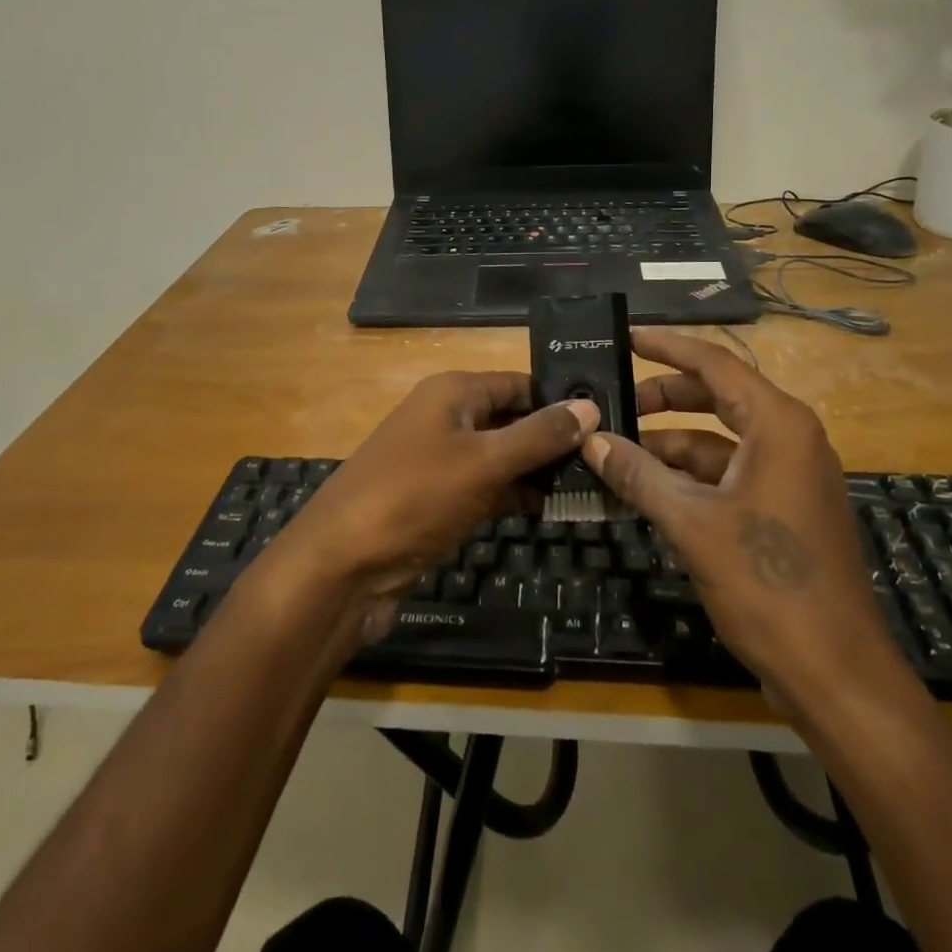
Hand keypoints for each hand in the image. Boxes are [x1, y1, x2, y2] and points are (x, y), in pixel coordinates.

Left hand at [275, 372, 599, 626]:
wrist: (341, 567)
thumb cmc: (414, 496)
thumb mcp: (484, 461)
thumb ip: (539, 435)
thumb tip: (591, 406)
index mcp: (453, 392)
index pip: (520, 383)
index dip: (561, 400)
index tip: (609, 418)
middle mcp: (446, 418)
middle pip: (512, 419)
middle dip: (555, 440)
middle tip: (610, 458)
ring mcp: (440, 462)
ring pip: (502, 457)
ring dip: (540, 471)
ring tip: (595, 485)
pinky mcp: (438, 501)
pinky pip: (487, 489)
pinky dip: (516, 497)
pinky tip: (553, 511)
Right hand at [581, 328, 902, 691]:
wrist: (835, 674)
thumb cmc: (768, 584)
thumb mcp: (692, 524)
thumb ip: (638, 474)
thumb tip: (591, 439)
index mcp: (778, 425)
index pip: (714, 364)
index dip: (667, 347)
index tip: (625, 336)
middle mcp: (789, 439)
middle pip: (715, 398)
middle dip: (662, 398)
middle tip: (611, 401)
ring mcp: (788, 476)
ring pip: (717, 441)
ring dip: (668, 445)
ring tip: (614, 451)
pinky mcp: (782, 510)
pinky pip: (726, 475)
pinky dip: (686, 478)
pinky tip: (645, 490)